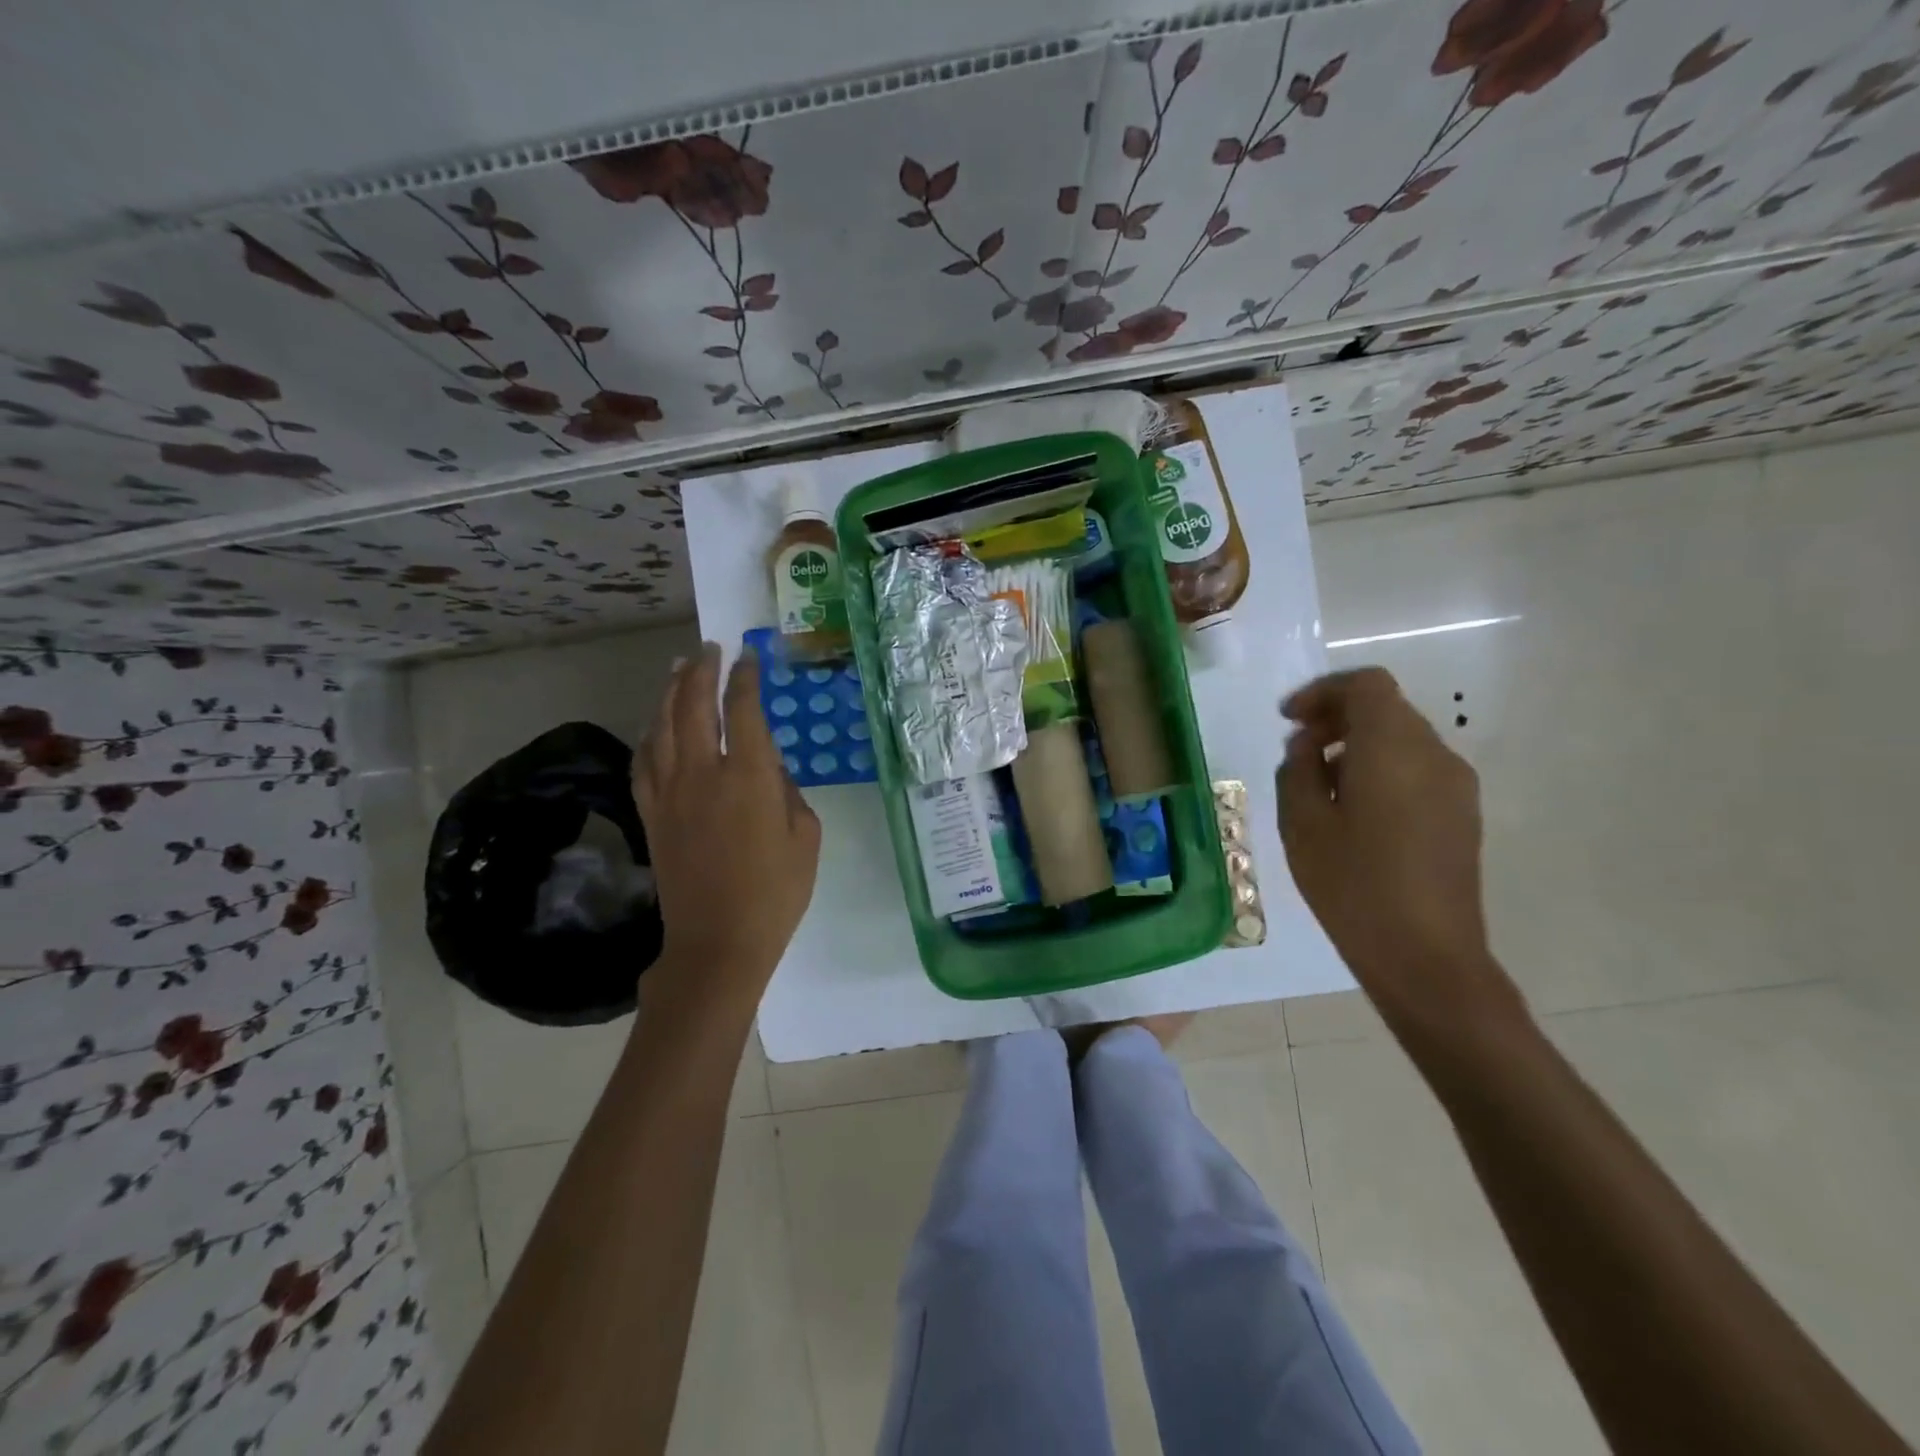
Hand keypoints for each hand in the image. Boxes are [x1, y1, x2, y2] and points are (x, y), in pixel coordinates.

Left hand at [634, 643, 820, 1002]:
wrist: (718, 942)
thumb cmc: (775, 892)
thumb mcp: (806, 837)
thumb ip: (790, 793)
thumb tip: (770, 771)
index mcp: (749, 777)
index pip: (743, 710)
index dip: (746, 678)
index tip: (750, 658)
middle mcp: (703, 774)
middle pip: (694, 706)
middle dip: (701, 670)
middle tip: (710, 649)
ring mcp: (670, 793)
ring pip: (662, 726)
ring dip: (670, 692)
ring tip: (679, 669)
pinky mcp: (651, 813)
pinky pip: (644, 760)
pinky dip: (650, 733)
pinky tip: (656, 723)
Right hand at [1277, 667, 1521, 1033]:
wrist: (1426, 956)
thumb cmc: (1353, 885)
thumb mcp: (1303, 825)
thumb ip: (1298, 770)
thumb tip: (1309, 746)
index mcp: (1394, 749)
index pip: (1366, 686)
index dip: (1323, 692)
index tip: (1289, 720)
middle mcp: (1434, 755)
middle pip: (1386, 708)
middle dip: (1337, 717)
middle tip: (1296, 749)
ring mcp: (1456, 786)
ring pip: (1402, 738)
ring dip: (1358, 745)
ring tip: (1320, 784)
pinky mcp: (1462, 814)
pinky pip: (1417, 768)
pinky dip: (1381, 768)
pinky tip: (1354, 810)